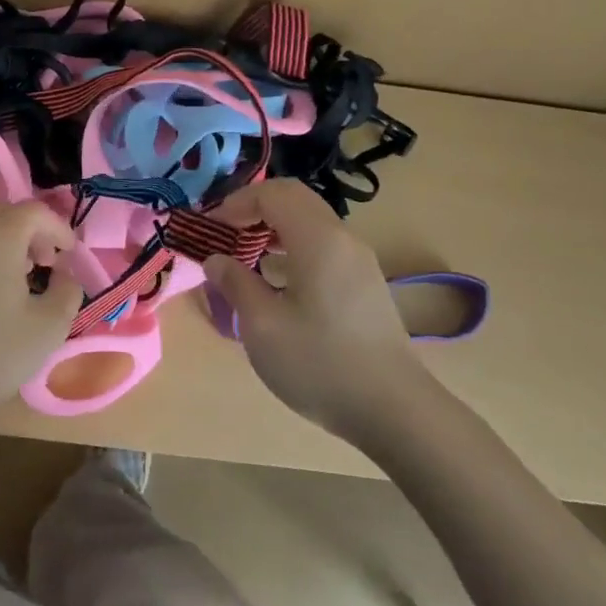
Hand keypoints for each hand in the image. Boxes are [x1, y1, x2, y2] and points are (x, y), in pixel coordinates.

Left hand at [0, 201, 83, 429]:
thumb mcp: (49, 328)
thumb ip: (67, 292)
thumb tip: (65, 275)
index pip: (34, 211)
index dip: (58, 227)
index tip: (70, 255)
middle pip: (4, 212)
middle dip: (31, 230)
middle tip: (46, 262)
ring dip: (6, 241)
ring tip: (20, 277)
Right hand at [202, 179, 420, 435]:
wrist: (395, 411)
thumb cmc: (320, 364)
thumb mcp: (262, 326)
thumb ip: (235, 283)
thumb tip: (215, 260)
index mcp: (318, 239)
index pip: (272, 194)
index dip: (235, 203)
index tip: (210, 230)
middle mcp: (342, 239)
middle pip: (294, 199)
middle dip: (253, 209)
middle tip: (225, 235)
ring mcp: (359, 261)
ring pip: (310, 221)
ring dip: (274, 227)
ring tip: (245, 256)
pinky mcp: (366, 283)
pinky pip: (323, 245)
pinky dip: (293, 246)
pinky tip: (277, 281)